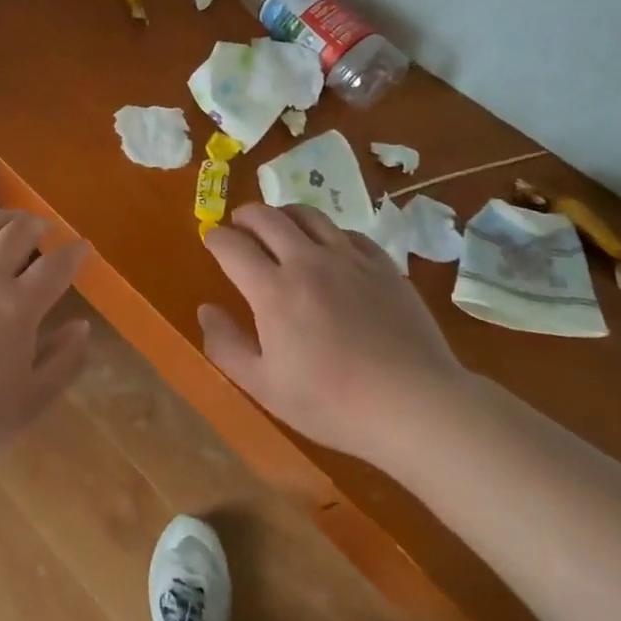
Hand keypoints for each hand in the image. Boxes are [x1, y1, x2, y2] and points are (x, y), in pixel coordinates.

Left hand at [0, 211, 90, 488]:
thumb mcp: (31, 402)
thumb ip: (63, 361)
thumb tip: (81, 326)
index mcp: (17, 307)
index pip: (55, 267)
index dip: (74, 253)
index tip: (82, 248)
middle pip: (17, 233)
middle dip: (37, 225)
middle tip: (44, 229)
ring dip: (0, 219)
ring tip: (10, 222)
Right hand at [198, 204, 474, 467]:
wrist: (415, 406)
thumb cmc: (332, 403)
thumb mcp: (265, 387)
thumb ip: (226, 346)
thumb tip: (205, 310)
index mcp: (273, 290)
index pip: (232, 245)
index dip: (215, 238)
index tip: (211, 240)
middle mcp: (307, 261)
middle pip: (267, 216)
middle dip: (245, 215)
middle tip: (239, 226)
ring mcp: (349, 258)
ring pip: (308, 214)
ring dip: (284, 214)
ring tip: (279, 226)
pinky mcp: (382, 265)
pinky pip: (347, 232)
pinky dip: (326, 232)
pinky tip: (328, 249)